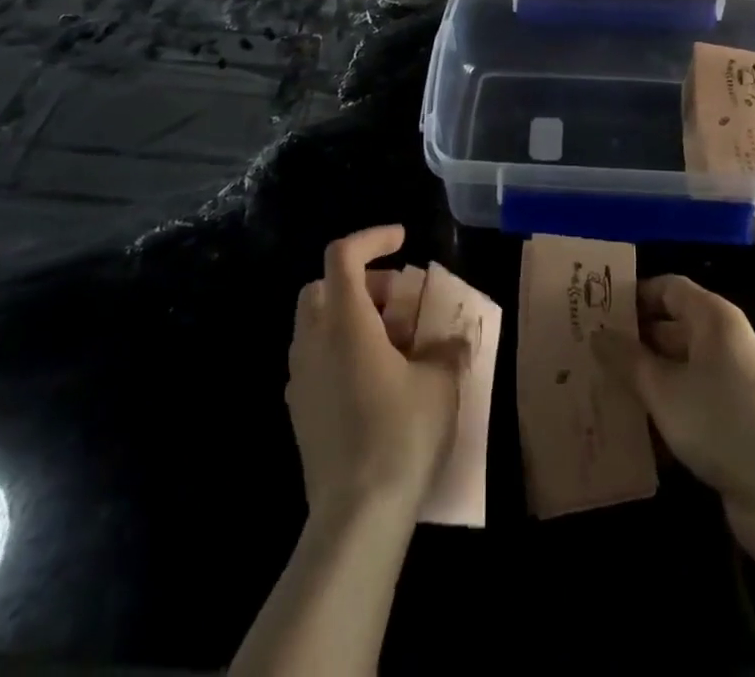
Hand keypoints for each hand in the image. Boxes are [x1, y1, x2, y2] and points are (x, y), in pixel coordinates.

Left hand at [286, 226, 468, 527]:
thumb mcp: (439, 383)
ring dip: (350, 315)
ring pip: (317, 324)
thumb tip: (454, 340)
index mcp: (344, 321)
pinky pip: (316, 359)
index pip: (343, 254)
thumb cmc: (400, 434)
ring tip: (392, 339)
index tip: (402, 240)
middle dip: (360, 280)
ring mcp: (300, 378)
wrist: (355, 516)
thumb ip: (446, 350)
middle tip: (397, 297)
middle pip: (323, 286)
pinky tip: (374, 378)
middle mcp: (313, 341)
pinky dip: (341, 349)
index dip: (372, 237)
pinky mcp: (300, 411)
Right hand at [595, 275, 754, 577]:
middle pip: (669, 330)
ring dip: (641, 384)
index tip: (593, 310)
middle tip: (584, 354)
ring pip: (674, 373)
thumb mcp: (665, 389)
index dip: (632, 295)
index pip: (667, 288)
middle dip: (630, 344)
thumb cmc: (723, 422)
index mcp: (712, 319)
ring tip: (595, 392)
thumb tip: (597, 334)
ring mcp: (728, 387)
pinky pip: (686, 408)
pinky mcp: (729, 426)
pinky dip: (660, 416)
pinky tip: (627, 434)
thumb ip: (628, 360)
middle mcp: (722, 344)